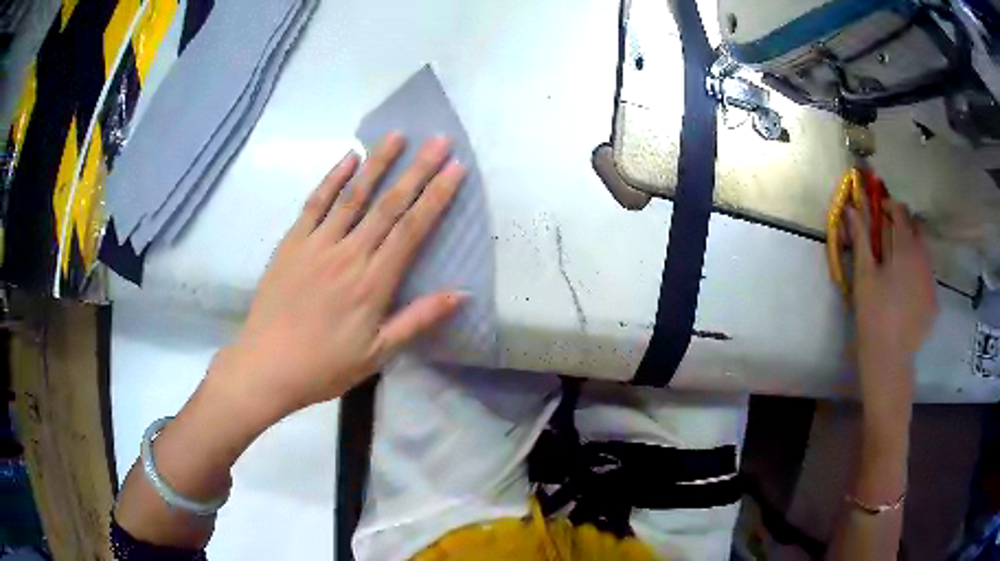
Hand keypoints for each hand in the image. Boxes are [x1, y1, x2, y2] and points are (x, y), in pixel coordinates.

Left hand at [211, 133, 466, 420]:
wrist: (267, 365)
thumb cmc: (325, 365)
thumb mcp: (377, 353)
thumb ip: (418, 319)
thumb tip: (461, 294)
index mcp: (373, 282)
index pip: (412, 229)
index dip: (437, 196)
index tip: (455, 168)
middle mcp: (349, 254)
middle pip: (388, 204)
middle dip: (417, 169)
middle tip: (438, 140)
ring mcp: (317, 244)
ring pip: (354, 196)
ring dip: (377, 163)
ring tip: (397, 136)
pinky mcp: (292, 243)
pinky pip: (314, 204)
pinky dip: (332, 179)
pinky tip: (348, 159)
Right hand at [847, 201, 937, 407]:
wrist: (889, 359)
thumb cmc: (873, 314)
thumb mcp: (864, 274)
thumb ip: (861, 237)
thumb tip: (851, 208)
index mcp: (906, 247)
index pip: (901, 211)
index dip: (889, 205)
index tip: (877, 211)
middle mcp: (924, 258)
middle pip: (918, 226)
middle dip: (904, 224)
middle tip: (888, 237)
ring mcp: (931, 280)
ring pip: (925, 250)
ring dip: (912, 247)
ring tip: (897, 265)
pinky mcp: (934, 300)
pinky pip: (928, 275)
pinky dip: (918, 271)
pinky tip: (906, 291)